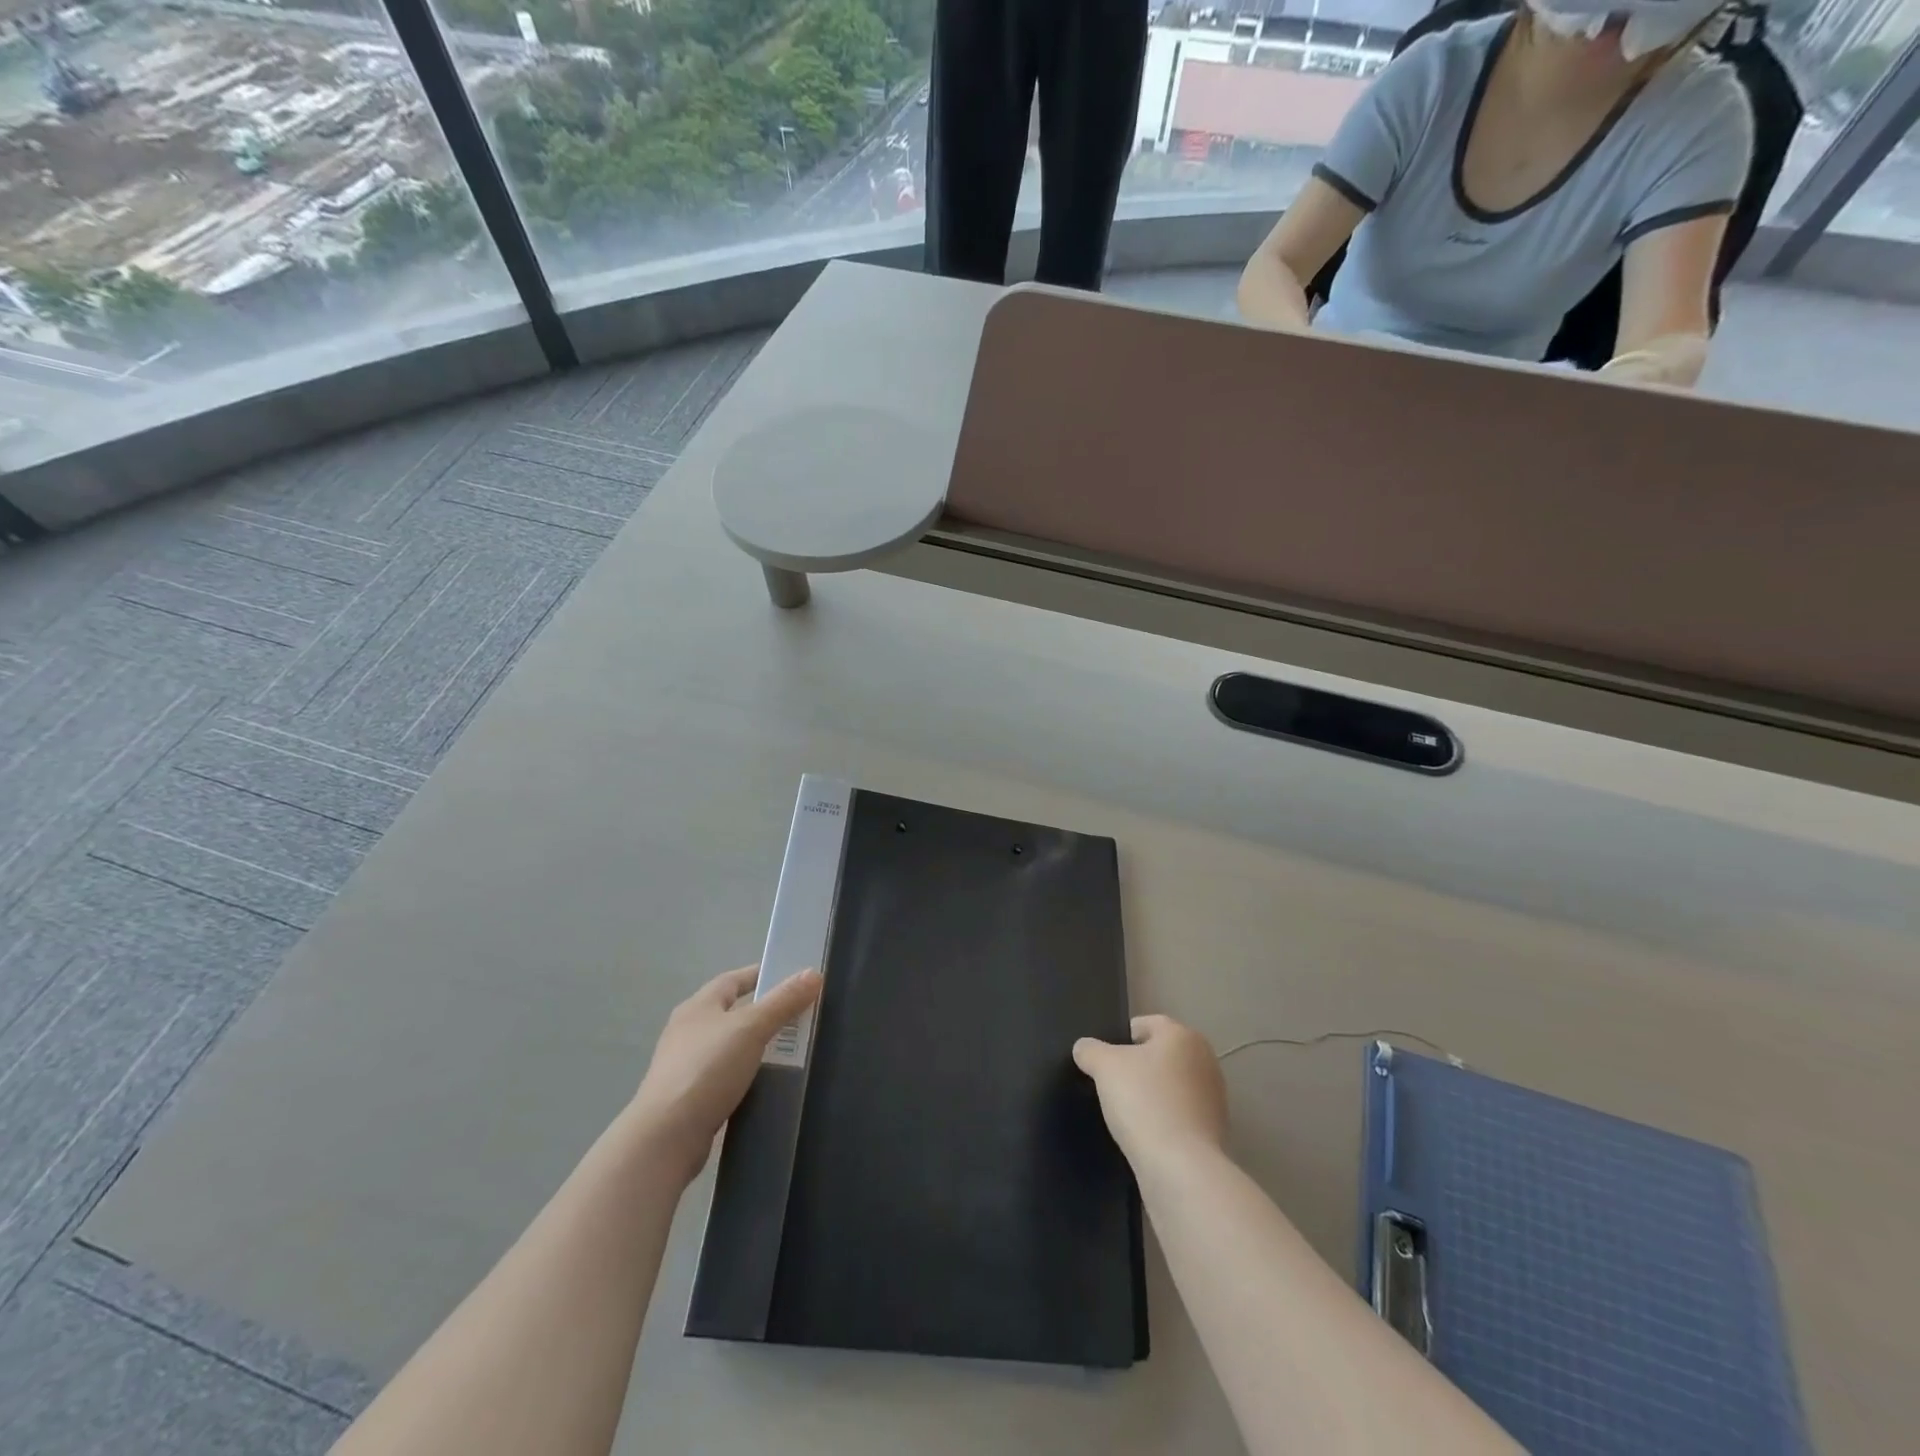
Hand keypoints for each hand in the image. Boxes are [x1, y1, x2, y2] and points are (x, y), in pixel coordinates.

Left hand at [628, 965, 822, 1184]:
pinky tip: (768, 1084)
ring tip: (793, 1050)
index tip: (792, 978)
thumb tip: (813, 973)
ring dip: (758, 1046)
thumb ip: (783, 1001)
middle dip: (766, 1012)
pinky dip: (749, 1075)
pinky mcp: (691, 1098)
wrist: (665, 1138)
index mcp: (698, 1006)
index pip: (733, 979)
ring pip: (732, 1046)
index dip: (761, 975)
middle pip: (733, 1012)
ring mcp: (687, 1066)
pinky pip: (728, 1077)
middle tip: (801, 1015)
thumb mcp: (751, 1028)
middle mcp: (689, 1031)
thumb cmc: (707, 1069)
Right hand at [1073, 1014, 1227, 1169]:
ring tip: (1127, 1114)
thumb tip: (1085, 1048)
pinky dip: (1164, 1120)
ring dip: (1152, 1095)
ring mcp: (1214, 1097)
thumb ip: (1090, 1050)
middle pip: (1160, 1055)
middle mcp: (1205, 1060)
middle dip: (1137, 1067)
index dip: (1120, 1038)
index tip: (1103, 1060)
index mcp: (1183, 1035)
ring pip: (1171, 1086)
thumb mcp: (1104, 1066)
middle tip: (1112, 1085)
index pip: (1145, 1024)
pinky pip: (1180, 1114)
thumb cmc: (1143, 1101)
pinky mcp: (1215, 1130)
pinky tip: (1146, 1134)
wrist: (1180, 1167)